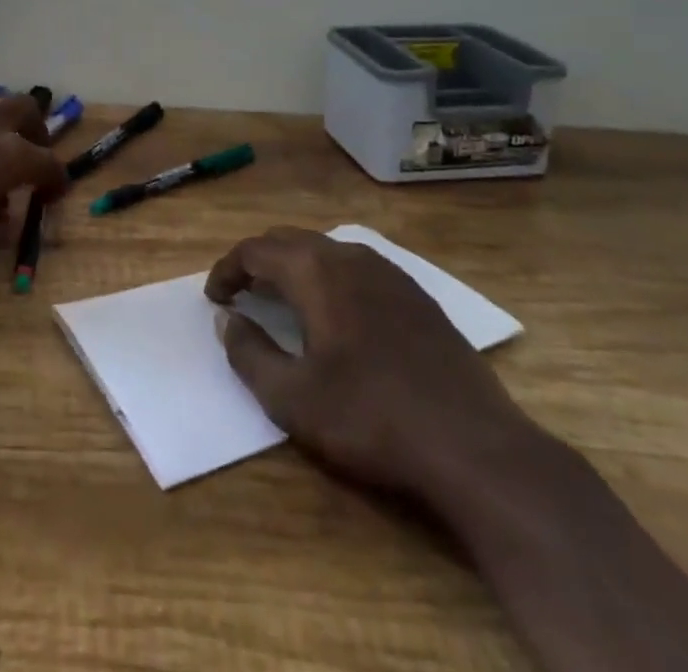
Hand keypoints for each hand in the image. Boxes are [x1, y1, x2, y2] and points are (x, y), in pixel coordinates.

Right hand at [205, 226, 535, 504]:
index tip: (213, 297)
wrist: (474, 446)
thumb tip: (226, 320)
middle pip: (289, 241)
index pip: (255, 250)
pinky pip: (357, 267)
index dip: (227, 269)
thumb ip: (249, 353)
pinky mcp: (417, 295)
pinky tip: (336, 313)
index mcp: (315, 271)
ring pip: (326, 250)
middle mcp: (349, 256)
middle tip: (241, 292)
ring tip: (282, 298)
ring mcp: (389, 272)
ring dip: (295, 266)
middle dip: (258, 261)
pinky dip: (330, 277)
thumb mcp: (292, 398)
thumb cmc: (370, 418)